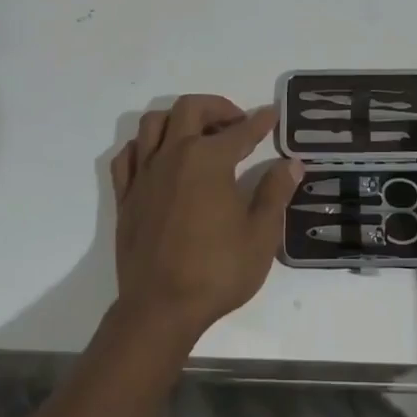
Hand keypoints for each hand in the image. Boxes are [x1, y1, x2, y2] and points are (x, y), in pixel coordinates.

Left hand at [110, 96, 301, 341]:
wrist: (160, 309)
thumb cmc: (216, 271)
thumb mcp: (260, 235)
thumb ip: (275, 192)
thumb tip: (291, 164)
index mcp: (208, 159)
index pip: (240, 130)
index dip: (260, 121)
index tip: (272, 114)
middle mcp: (173, 155)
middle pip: (190, 108)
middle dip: (216, 107)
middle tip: (235, 124)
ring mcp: (144, 174)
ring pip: (153, 123)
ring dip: (178, 119)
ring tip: (197, 134)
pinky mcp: (125, 196)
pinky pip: (127, 155)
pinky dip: (144, 146)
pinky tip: (159, 158)